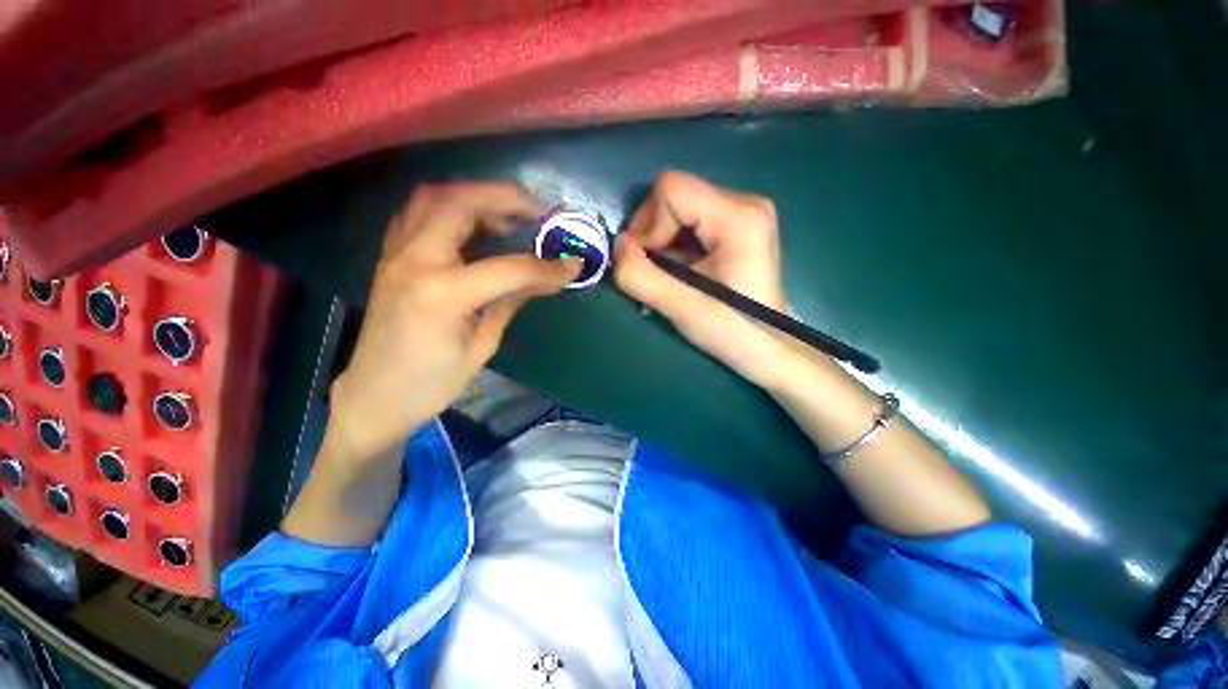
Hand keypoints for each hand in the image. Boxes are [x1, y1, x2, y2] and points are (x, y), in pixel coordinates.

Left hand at [327, 182, 579, 461]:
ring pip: (434, 198)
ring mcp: (396, 254)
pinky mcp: (391, 257)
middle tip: (539, 208)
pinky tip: (474, 226)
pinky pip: (419, 214)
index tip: (572, 265)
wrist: (374, 397)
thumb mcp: (482, 345)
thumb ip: (513, 301)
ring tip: (509, 214)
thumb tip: (551, 279)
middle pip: (460, 204)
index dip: (545, 266)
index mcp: (442, 295)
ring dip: (476, 196)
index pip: (506, 268)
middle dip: (506, 198)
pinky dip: (451, 208)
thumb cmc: (432, 382)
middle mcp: (414, 262)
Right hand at [615, 170, 794, 387]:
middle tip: (651, 270)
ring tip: (666, 275)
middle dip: (652, 233)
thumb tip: (618, 246)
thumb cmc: (730, 331)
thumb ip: (639, 275)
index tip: (646, 262)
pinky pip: (692, 221)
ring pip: (680, 208)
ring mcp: (745, 213)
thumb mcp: (679, 306)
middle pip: (675, 195)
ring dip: (662, 241)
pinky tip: (680, 271)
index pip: (671, 190)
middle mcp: (746, 203)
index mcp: (738, 217)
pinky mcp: (740, 226)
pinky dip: (675, 244)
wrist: (768, 348)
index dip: (646, 225)